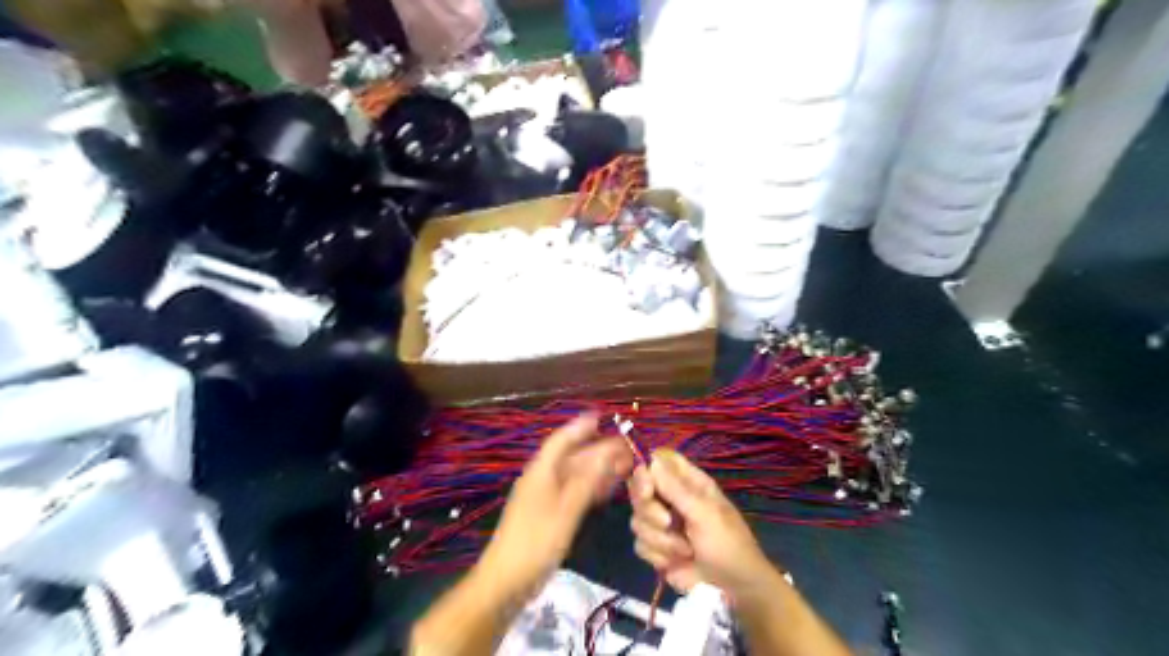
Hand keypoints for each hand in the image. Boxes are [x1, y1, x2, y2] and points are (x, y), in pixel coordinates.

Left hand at [473, 418, 635, 601]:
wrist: (506, 581)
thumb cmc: (536, 541)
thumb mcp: (567, 509)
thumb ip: (588, 480)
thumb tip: (609, 453)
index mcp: (542, 471)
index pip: (562, 439)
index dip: (581, 426)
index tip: (602, 417)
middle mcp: (543, 478)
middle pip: (573, 456)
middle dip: (598, 450)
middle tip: (627, 448)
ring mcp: (545, 497)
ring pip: (575, 475)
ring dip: (598, 469)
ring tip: (624, 466)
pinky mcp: (549, 515)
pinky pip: (573, 492)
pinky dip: (591, 488)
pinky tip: (607, 490)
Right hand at [630, 447, 774, 596]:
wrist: (734, 590)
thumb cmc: (728, 544)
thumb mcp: (705, 514)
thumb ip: (676, 489)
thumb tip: (651, 461)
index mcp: (689, 482)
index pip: (659, 460)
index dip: (646, 469)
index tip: (646, 487)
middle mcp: (672, 498)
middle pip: (640, 489)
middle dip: (650, 510)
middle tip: (667, 522)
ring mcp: (662, 523)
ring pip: (638, 519)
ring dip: (660, 539)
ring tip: (685, 549)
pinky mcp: (656, 548)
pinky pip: (640, 543)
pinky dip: (658, 555)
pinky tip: (676, 561)